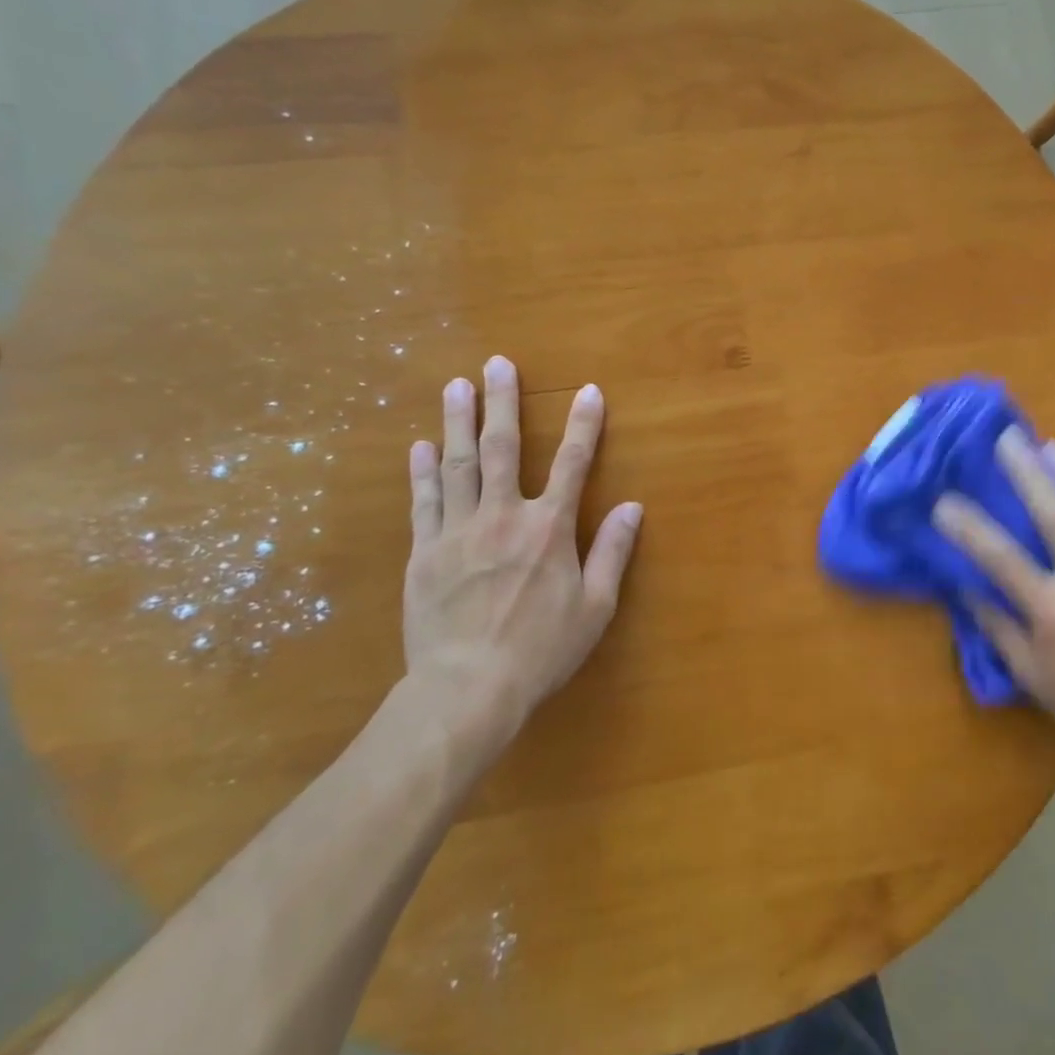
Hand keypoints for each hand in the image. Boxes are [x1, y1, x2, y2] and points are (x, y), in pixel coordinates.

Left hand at [403, 356, 642, 766]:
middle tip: (496, 364)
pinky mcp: (424, 553)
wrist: (467, 690)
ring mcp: (457, 532)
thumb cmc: (541, 650)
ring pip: (458, 465)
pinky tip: (420, 446)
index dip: (584, 425)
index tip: (589, 391)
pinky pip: (424, 502)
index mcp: (549, 529)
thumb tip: (634, 507)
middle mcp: (504, 517)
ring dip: (458, 422)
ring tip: (456, 385)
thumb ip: (613, 552)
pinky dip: (423, 472)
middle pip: (503, 449)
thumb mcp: (595, 606)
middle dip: (503, 403)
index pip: (573, 464)